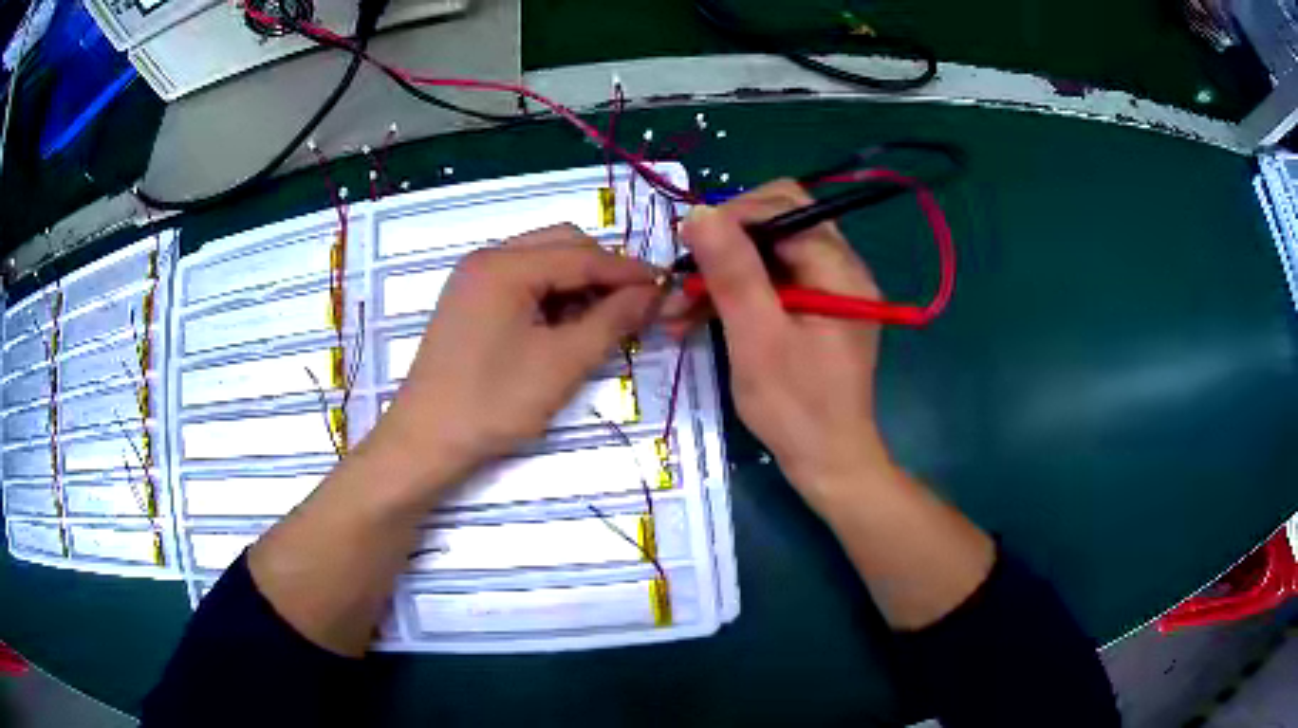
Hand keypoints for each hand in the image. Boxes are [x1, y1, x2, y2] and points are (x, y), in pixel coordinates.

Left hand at [369, 224, 661, 490]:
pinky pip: (521, 281)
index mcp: (505, 265)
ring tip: (602, 319)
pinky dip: (550, 295)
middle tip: (633, 306)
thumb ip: (611, 321)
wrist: (426, 440)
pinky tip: (564, 325)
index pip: (582, 256)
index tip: (666, 287)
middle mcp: (487, 258)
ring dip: (577, 282)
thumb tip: (652, 293)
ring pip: (541, 261)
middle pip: (561, 245)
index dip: (628, 271)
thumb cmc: (493, 403)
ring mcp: (473, 278)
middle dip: (602, 271)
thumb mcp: (562, 364)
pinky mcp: (468, 301)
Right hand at [664, 180, 889, 511]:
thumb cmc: (796, 407)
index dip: (732, 217)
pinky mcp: (814, 310)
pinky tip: (696, 320)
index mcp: (838, 268)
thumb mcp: (757, 338)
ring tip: (677, 308)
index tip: (687, 247)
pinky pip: (770, 283)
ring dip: (723, 273)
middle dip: (725, 243)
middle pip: (776, 224)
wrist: (827, 462)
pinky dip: (735, 296)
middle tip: (685, 274)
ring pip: (767, 254)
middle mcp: (840, 268)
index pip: (784, 208)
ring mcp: (828, 289)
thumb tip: (699, 213)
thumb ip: (733, 272)